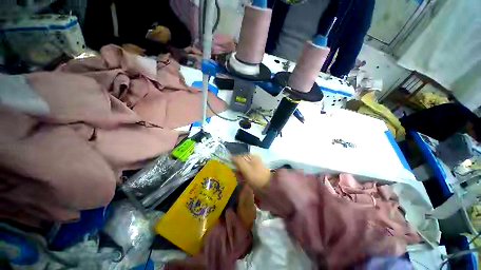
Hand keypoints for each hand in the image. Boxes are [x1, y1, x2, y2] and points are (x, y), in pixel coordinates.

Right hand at [232, 155, 270, 189]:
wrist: (268, 188)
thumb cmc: (256, 177)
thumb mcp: (245, 168)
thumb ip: (238, 161)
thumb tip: (232, 158)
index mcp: (252, 156)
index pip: (239, 157)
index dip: (234, 162)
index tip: (232, 169)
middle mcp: (253, 160)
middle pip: (241, 163)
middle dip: (237, 169)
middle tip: (235, 175)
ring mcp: (255, 167)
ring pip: (243, 168)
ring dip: (239, 173)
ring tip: (239, 179)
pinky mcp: (255, 174)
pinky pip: (247, 173)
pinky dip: (243, 176)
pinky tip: (242, 181)